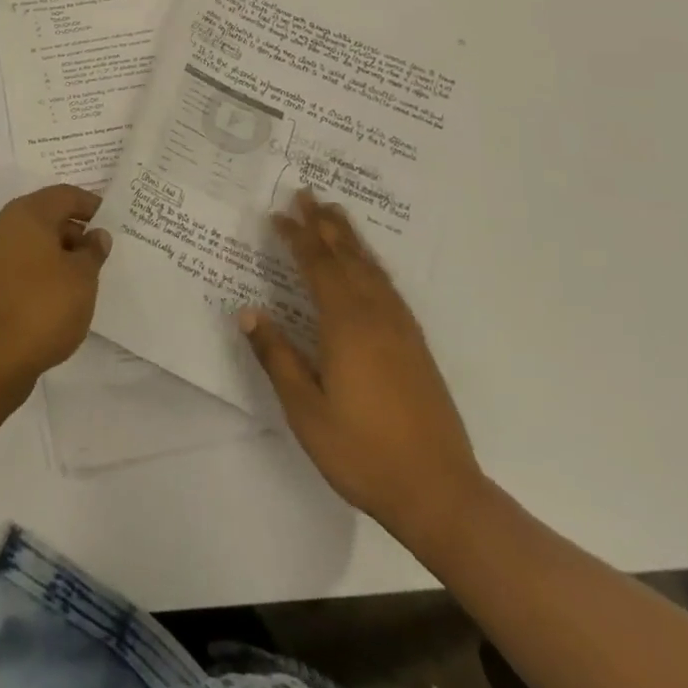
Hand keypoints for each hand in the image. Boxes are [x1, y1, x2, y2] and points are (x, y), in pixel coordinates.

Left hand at [0, 184, 110, 392]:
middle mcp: (5, 225)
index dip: (90, 204)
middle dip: (75, 230)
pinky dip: (42, 269)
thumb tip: (96, 235)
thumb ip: (93, 251)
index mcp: (27, 213)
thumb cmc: (43, 307)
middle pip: (46, 215)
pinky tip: (60, 294)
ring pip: (33, 241)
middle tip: (101, 252)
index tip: (112, 221)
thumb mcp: (82, 278)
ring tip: (84, 277)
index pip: (64, 195)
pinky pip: (22, 263)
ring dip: (59, 252)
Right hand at [241, 189, 484, 545]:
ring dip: (350, 238)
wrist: (439, 493)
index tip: (277, 214)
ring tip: (336, 215)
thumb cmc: (362, 451)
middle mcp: (375, 316)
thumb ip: (277, 356)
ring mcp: (401, 329)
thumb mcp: (305, 409)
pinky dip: (372, 264)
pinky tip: (369, 267)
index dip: (296, 237)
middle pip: (346, 257)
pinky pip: (388, 287)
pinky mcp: (416, 346)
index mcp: (345, 325)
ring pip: (371, 268)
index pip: (316, 266)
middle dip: (324, 224)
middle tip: (307, 194)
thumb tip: (248, 312)